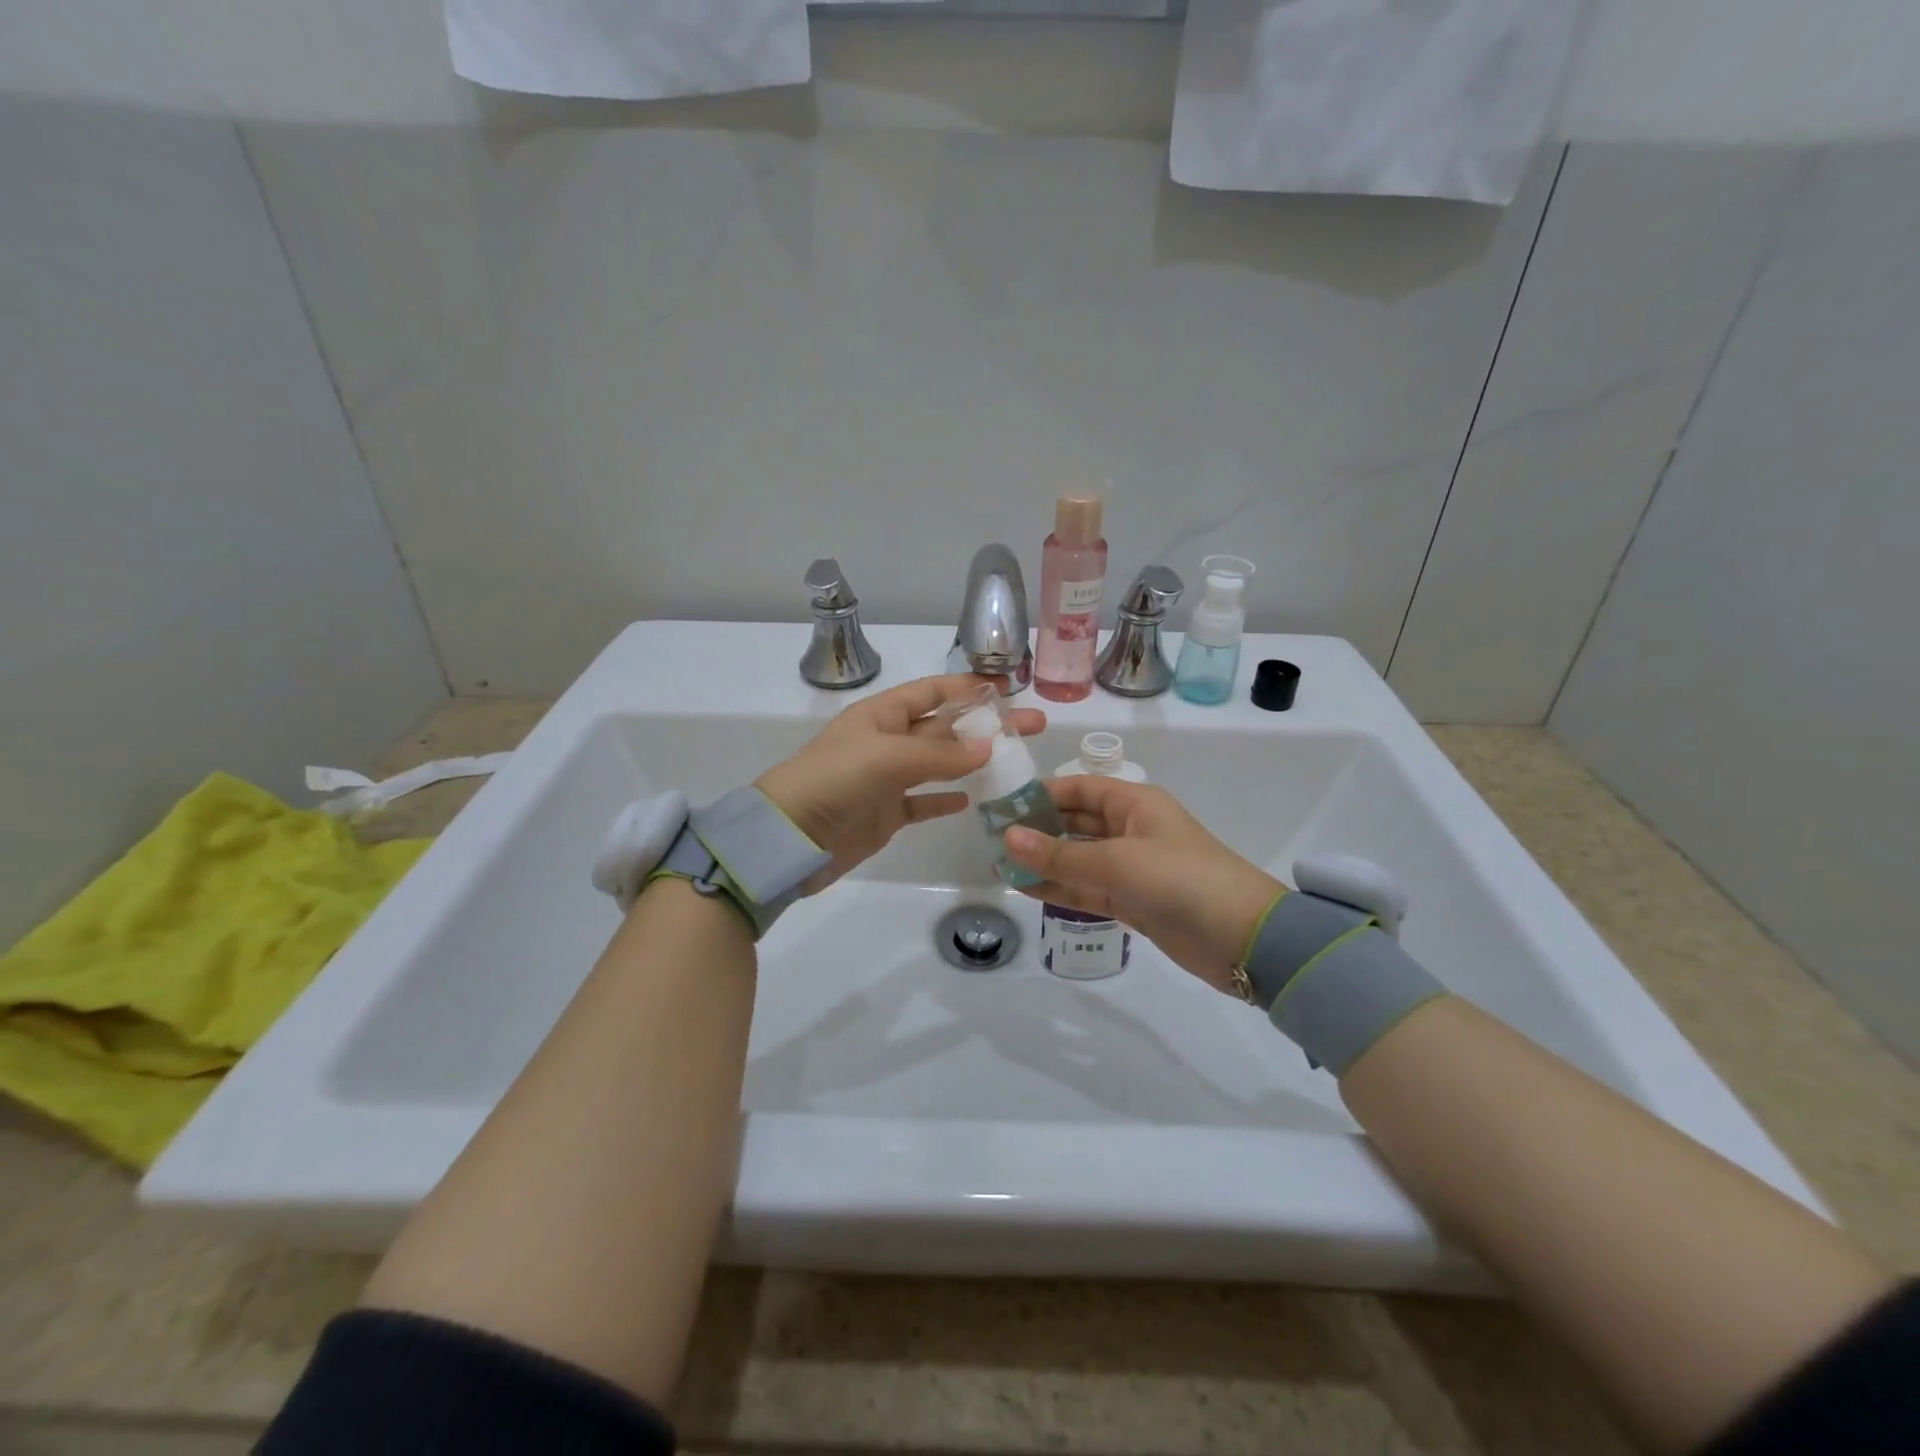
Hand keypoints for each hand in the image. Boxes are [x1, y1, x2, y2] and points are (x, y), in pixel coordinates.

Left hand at [756, 674, 1045, 888]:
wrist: (789, 836)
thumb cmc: (835, 780)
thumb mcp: (888, 757)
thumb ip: (940, 753)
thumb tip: (989, 748)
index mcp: (882, 715)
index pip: (932, 692)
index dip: (968, 688)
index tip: (1007, 688)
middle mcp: (886, 741)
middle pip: (944, 728)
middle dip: (985, 725)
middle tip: (1032, 726)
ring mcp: (886, 779)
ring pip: (938, 764)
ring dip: (972, 761)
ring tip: (1014, 761)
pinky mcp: (885, 814)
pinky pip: (922, 802)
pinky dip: (945, 799)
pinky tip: (971, 799)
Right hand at [1003, 778, 1282, 995]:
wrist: (1242, 938)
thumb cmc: (1180, 879)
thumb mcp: (1116, 861)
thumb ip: (1059, 854)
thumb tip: (1007, 837)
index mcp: (1134, 803)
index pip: (1079, 789)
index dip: (1041, 794)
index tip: (1001, 805)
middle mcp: (1131, 829)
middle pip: (1076, 824)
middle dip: (1038, 830)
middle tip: (992, 838)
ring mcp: (1131, 868)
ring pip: (1078, 859)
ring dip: (1044, 862)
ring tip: (1000, 864)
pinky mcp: (1133, 901)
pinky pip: (1087, 889)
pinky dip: (1060, 889)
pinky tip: (1025, 889)